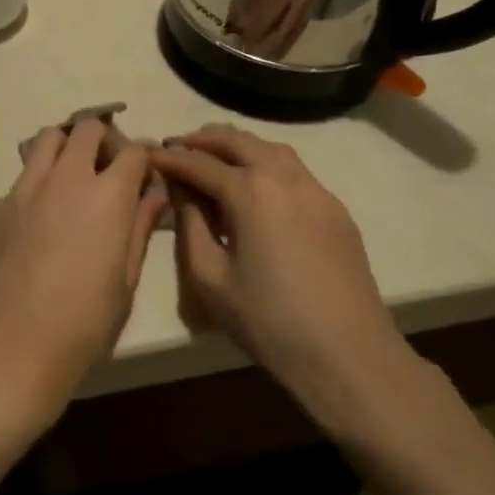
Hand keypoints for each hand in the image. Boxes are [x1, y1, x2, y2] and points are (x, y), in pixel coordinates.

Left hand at [0, 120, 166, 446]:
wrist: (13, 345)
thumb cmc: (84, 323)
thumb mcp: (126, 279)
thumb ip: (139, 226)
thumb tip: (154, 194)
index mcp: (106, 196)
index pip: (133, 151)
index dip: (145, 158)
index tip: (146, 175)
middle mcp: (64, 179)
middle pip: (87, 128)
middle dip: (104, 141)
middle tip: (108, 172)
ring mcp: (23, 189)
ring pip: (46, 140)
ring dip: (66, 150)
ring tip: (72, 183)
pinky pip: (21, 181)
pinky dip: (36, 187)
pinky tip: (38, 226)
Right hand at [150, 126, 418, 437]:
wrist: (347, 354)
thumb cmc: (267, 320)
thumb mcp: (210, 276)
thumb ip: (190, 224)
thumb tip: (181, 190)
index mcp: (250, 192)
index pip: (199, 163)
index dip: (170, 159)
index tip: (147, 156)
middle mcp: (285, 178)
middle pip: (239, 142)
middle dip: (204, 140)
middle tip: (178, 146)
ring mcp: (317, 192)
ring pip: (273, 150)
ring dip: (239, 146)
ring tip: (214, 157)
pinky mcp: (336, 211)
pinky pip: (296, 171)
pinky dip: (267, 164)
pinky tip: (256, 186)